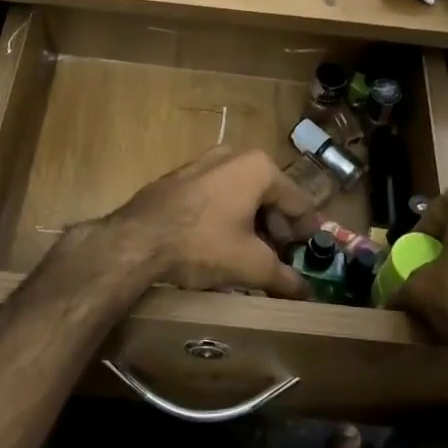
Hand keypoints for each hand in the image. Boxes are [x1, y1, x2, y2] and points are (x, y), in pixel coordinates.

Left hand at [103, 149, 316, 297]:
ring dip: (251, 222)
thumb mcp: (251, 266)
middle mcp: (234, 155)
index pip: (299, 202)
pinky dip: (226, 215)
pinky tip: (220, 242)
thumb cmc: (203, 245)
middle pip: (270, 195)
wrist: (136, 240)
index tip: (310, 254)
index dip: (308, 232)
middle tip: (280, 257)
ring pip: (241, 194)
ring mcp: (203, 162)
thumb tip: (306, 292)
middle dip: (277, 228)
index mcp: (260, 168)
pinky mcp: (179, 177)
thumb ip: (285, 278)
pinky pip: (216, 194)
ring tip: (251, 253)